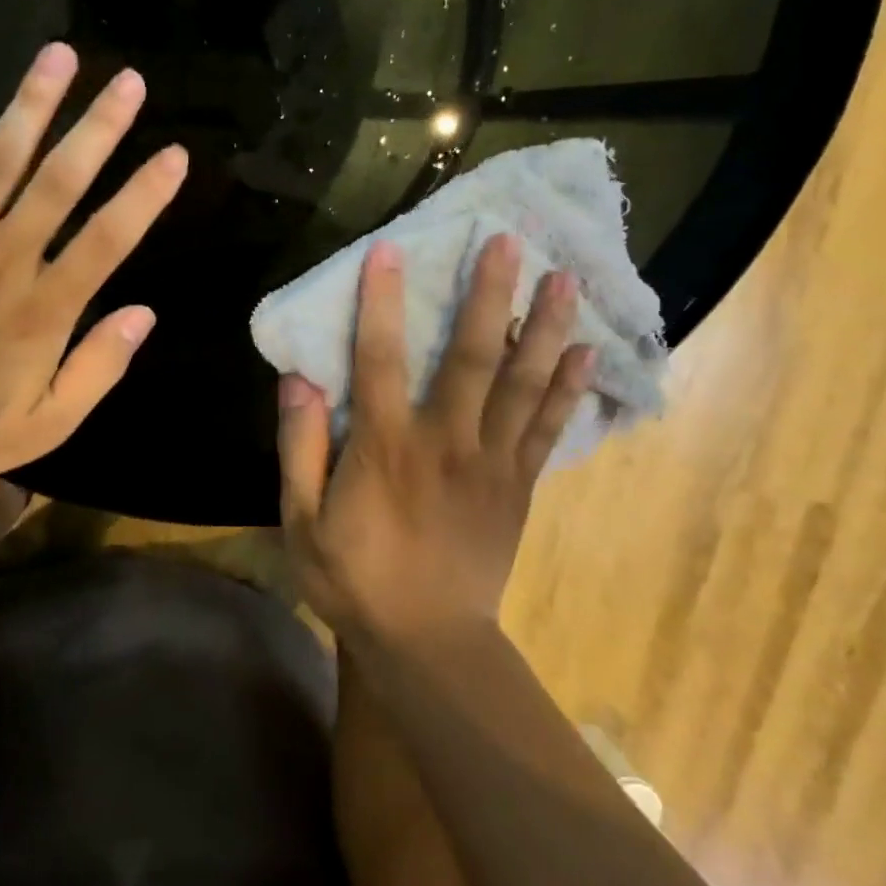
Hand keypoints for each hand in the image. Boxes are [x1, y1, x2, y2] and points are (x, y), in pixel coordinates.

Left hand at [0, 43, 187, 480]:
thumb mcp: (50, 422)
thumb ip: (99, 368)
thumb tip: (145, 314)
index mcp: (44, 309)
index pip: (107, 240)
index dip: (145, 194)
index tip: (175, 154)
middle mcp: (3, 261)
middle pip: (58, 184)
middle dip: (98, 129)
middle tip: (130, 81)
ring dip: (30, 105)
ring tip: (59, 54)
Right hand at [276, 236, 594, 645]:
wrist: (429, 644)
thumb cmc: (356, 580)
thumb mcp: (301, 523)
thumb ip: (299, 449)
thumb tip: (300, 379)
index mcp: (386, 448)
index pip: (379, 360)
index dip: (381, 302)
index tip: (392, 248)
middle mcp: (445, 441)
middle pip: (470, 357)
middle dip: (488, 294)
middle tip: (508, 241)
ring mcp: (491, 462)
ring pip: (521, 384)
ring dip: (543, 327)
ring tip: (564, 277)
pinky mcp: (519, 485)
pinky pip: (547, 428)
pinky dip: (568, 388)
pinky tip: (586, 351)